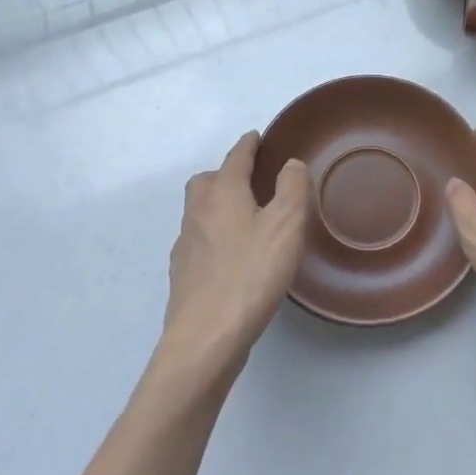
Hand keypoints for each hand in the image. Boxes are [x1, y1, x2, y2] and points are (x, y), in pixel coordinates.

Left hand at [161, 132, 308, 378]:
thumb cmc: (250, 274)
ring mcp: (186, 245)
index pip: (235, 157)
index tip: (257, 137)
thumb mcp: (285, 225)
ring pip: (200, 212)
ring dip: (219, 206)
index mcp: (222, 193)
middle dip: (226, 174)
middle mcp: (198, 212)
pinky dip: (215, 237)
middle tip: (252, 181)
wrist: (205, 337)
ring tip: (247, 219)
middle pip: (207, 181)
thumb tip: (290, 164)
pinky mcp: (184, 276)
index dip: (248, 145)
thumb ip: (291, 188)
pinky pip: (200, 242)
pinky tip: (233, 257)